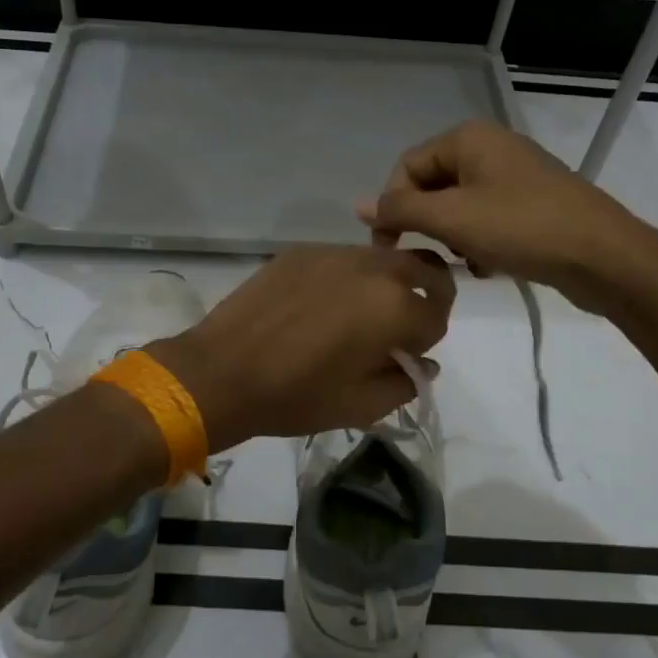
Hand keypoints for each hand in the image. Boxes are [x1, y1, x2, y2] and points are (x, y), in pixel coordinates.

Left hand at [149, 245, 453, 450]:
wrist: (221, 371)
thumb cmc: (295, 396)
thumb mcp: (361, 406)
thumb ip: (405, 383)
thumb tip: (422, 364)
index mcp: (394, 307)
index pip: (437, 317)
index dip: (426, 341)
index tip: (405, 357)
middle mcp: (373, 268)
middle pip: (426, 267)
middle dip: (428, 295)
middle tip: (404, 324)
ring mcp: (334, 252)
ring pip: (384, 258)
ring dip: (388, 283)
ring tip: (358, 315)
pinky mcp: (302, 251)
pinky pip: (344, 258)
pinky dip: (349, 277)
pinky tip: (320, 305)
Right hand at [355, 120, 656, 309]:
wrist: (603, 256)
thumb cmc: (521, 228)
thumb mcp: (451, 219)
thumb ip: (400, 211)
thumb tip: (358, 205)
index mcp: (468, 138)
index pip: (406, 168)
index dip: (392, 207)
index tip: (389, 249)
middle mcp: (489, 148)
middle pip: (432, 186)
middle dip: (428, 224)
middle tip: (435, 255)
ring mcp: (514, 175)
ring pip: (459, 207)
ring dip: (453, 237)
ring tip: (467, 262)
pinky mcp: (532, 203)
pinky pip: (486, 219)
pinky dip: (479, 242)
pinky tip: (489, 266)